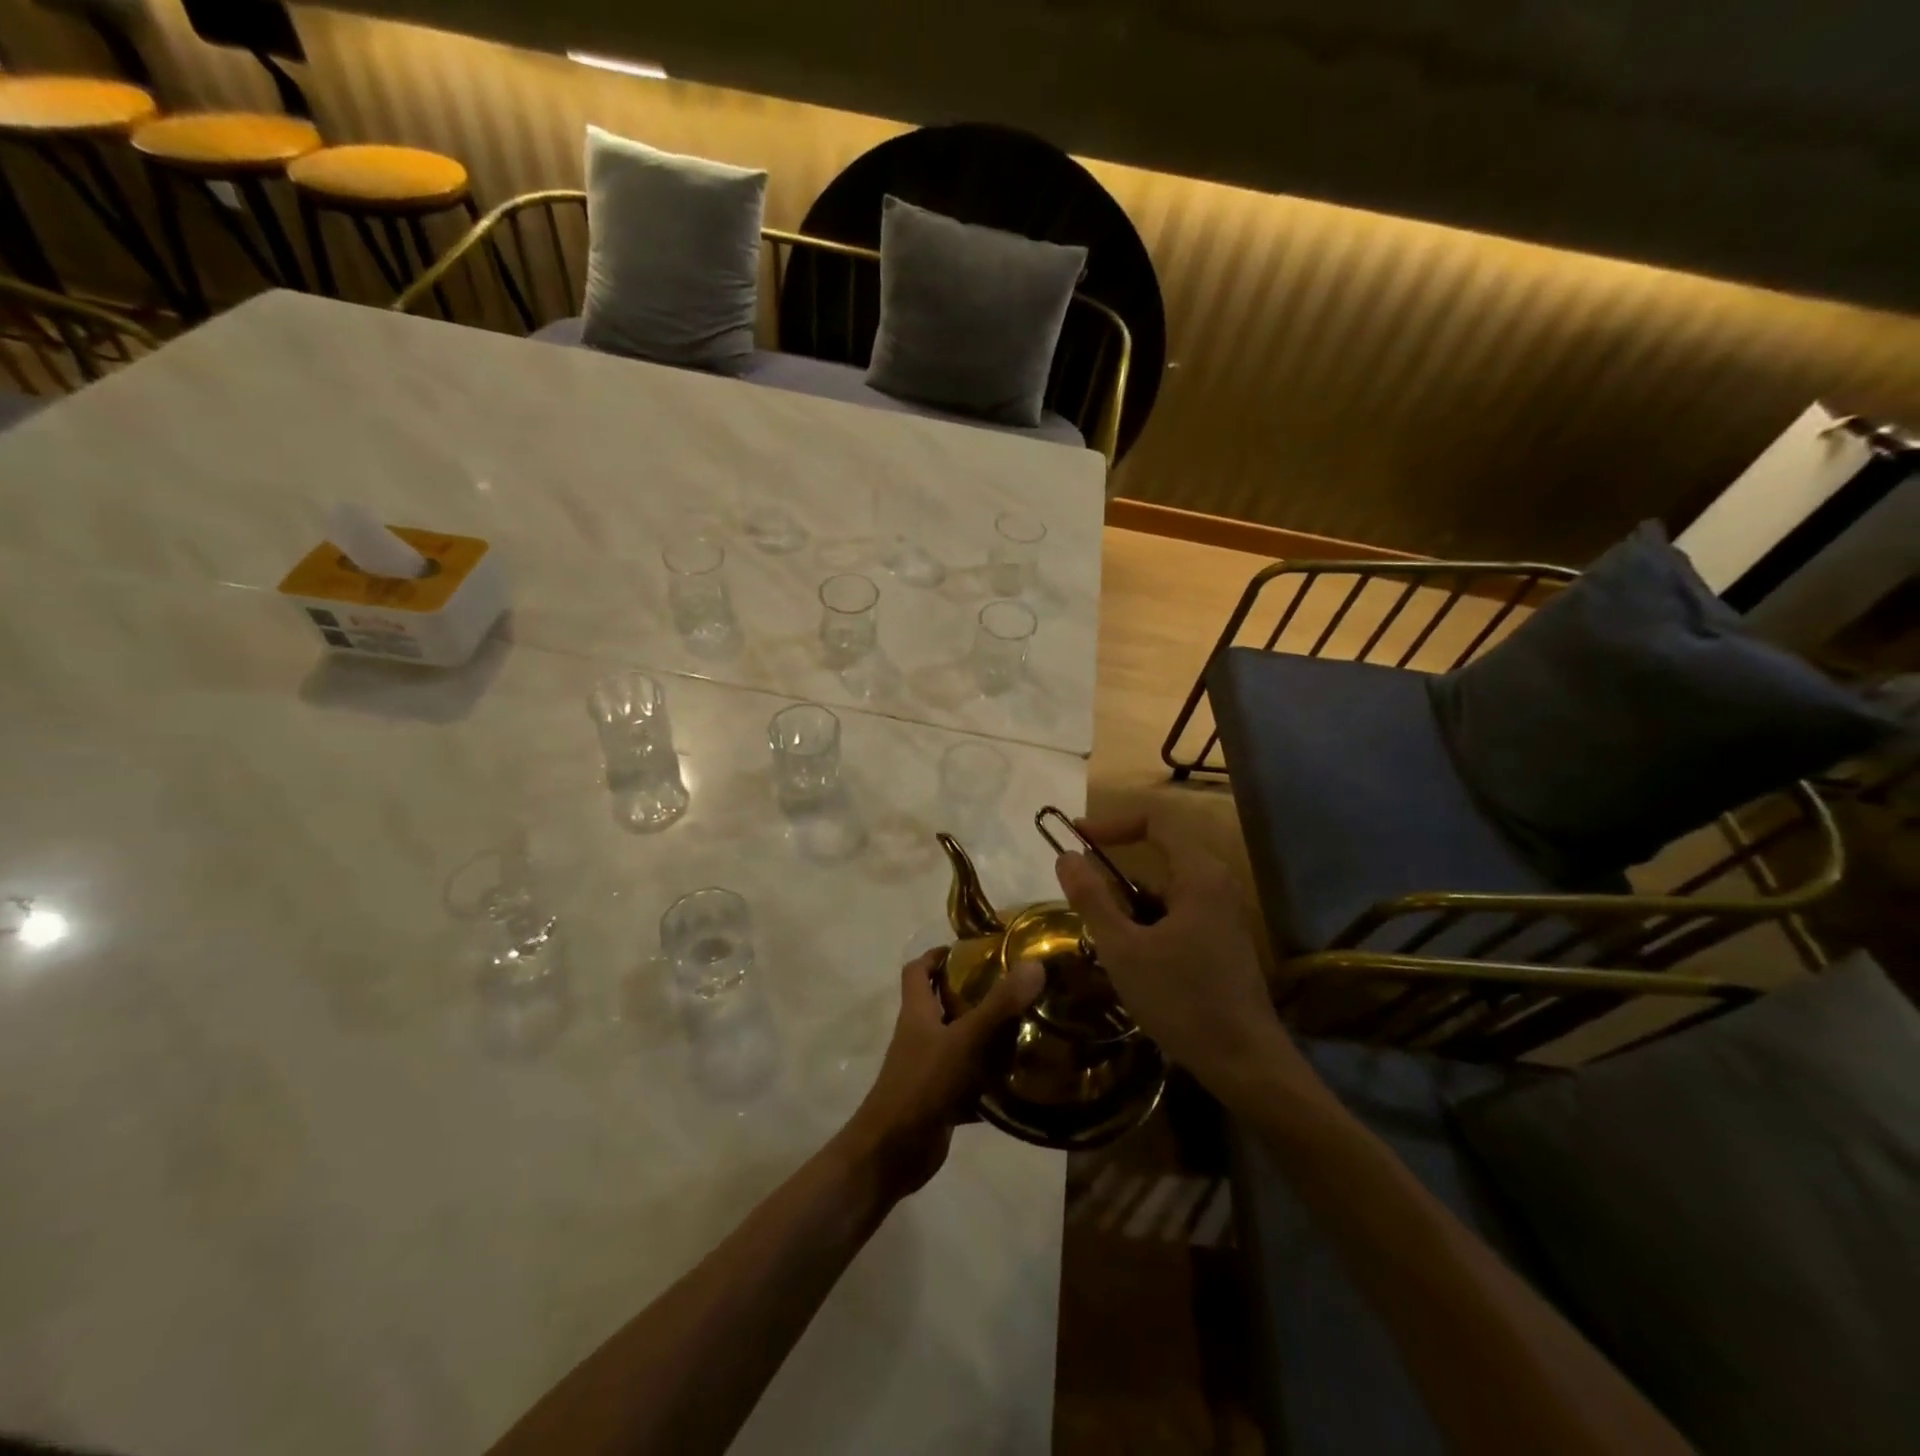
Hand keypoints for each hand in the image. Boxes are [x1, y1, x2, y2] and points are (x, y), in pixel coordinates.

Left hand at [839, 949, 1044, 1199]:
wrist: (892, 1152)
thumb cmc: (922, 1085)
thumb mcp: (963, 1040)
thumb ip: (998, 1005)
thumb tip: (1034, 965)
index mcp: (916, 1012)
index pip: (917, 970)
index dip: (937, 955)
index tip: (971, 949)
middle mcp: (920, 1035)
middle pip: (942, 1004)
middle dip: (973, 993)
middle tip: (1013, 986)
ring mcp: (929, 1069)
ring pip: (959, 1042)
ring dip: (987, 1036)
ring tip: (1026, 1026)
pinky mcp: (941, 1100)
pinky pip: (969, 1081)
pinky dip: (991, 1079)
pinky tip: (1021, 1078)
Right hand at [1053, 809, 1312, 1106]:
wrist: (1245, 1063)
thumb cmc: (1181, 1000)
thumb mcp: (1123, 949)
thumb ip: (1092, 898)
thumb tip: (1065, 857)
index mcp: (1199, 875)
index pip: (1155, 820)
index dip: (1112, 822)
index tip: (1076, 837)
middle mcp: (1217, 884)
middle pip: (1161, 851)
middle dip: (1117, 865)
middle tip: (1082, 884)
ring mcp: (1224, 913)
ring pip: (1168, 887)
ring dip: (1132, 899)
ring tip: (1103, 932)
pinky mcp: (1224, 939)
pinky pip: (1180, 910)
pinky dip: (1150, 919)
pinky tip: (1133, 957)